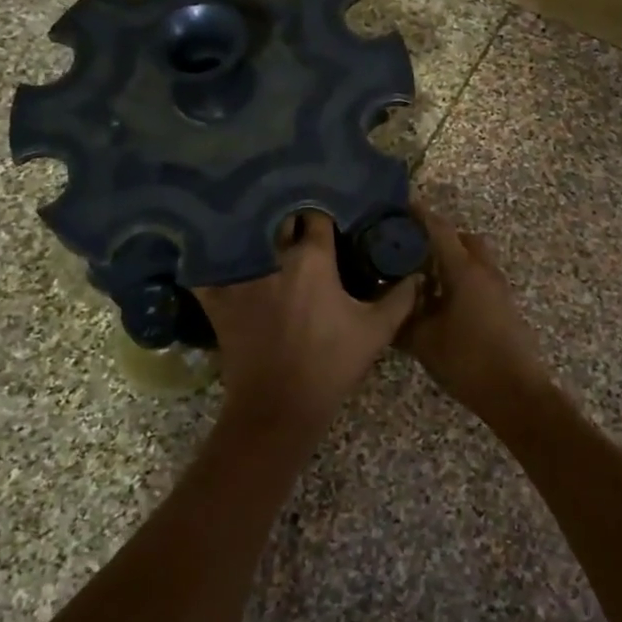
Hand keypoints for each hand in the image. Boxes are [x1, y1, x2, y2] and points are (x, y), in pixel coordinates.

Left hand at [194, 212, 417, 434]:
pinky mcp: (218, 297)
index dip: (324, 214)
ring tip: (259, 227)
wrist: (280, 406)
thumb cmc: (331, 364)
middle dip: (287, 216)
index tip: (329, 217)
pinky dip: (209, 258)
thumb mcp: (376, 332)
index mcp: (313, 259)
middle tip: (296, 221)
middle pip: (278, 219)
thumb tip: (414, 275)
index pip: (317, 217)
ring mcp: (241, 275)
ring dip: (253, 229)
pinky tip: (213, 252)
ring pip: (244, 235)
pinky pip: (206, 268)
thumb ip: (399, 298)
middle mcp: (274, 257)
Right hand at [399, 204, 551, 417]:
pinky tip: (439, 300)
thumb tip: (384, 301)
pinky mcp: (503, 305)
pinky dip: (460, 277)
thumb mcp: (423, 340)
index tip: (398, 207)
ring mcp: (498, 288)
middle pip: (462, 238)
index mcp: (464, 270)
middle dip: (437, 236)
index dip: (419, 215)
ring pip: (473, 258)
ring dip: (451, 259)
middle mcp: (484, 271)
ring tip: (420, 275)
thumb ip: (401, 316)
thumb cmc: (467, 361)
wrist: (516, 392)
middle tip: (409, 247)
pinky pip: (479, 277)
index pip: (439, 229)